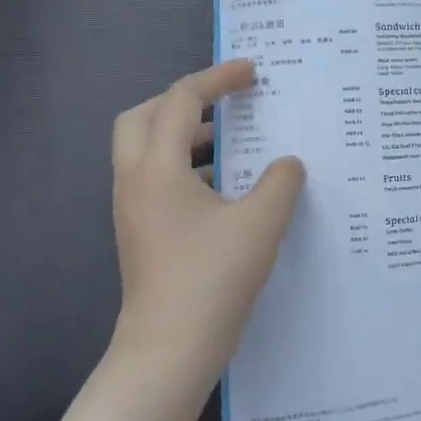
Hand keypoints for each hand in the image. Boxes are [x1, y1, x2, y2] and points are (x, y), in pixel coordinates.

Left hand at [109, 59, 304, 384]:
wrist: (170, 348)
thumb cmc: (213, 278)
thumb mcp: (261, 223)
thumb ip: (281, 181)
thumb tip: (287, 163)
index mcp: (157, 168)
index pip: (181, 101)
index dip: (218, 79)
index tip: (252, 72)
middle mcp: (135, 180)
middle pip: (143, 117)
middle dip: (183, 100)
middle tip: (224, 103)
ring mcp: (133, 208)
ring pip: (146, 149)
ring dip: (183, 135)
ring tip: (230, 141)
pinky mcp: (141, 232)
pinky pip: (155, 178)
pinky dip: (184, 166)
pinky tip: (223, 188)